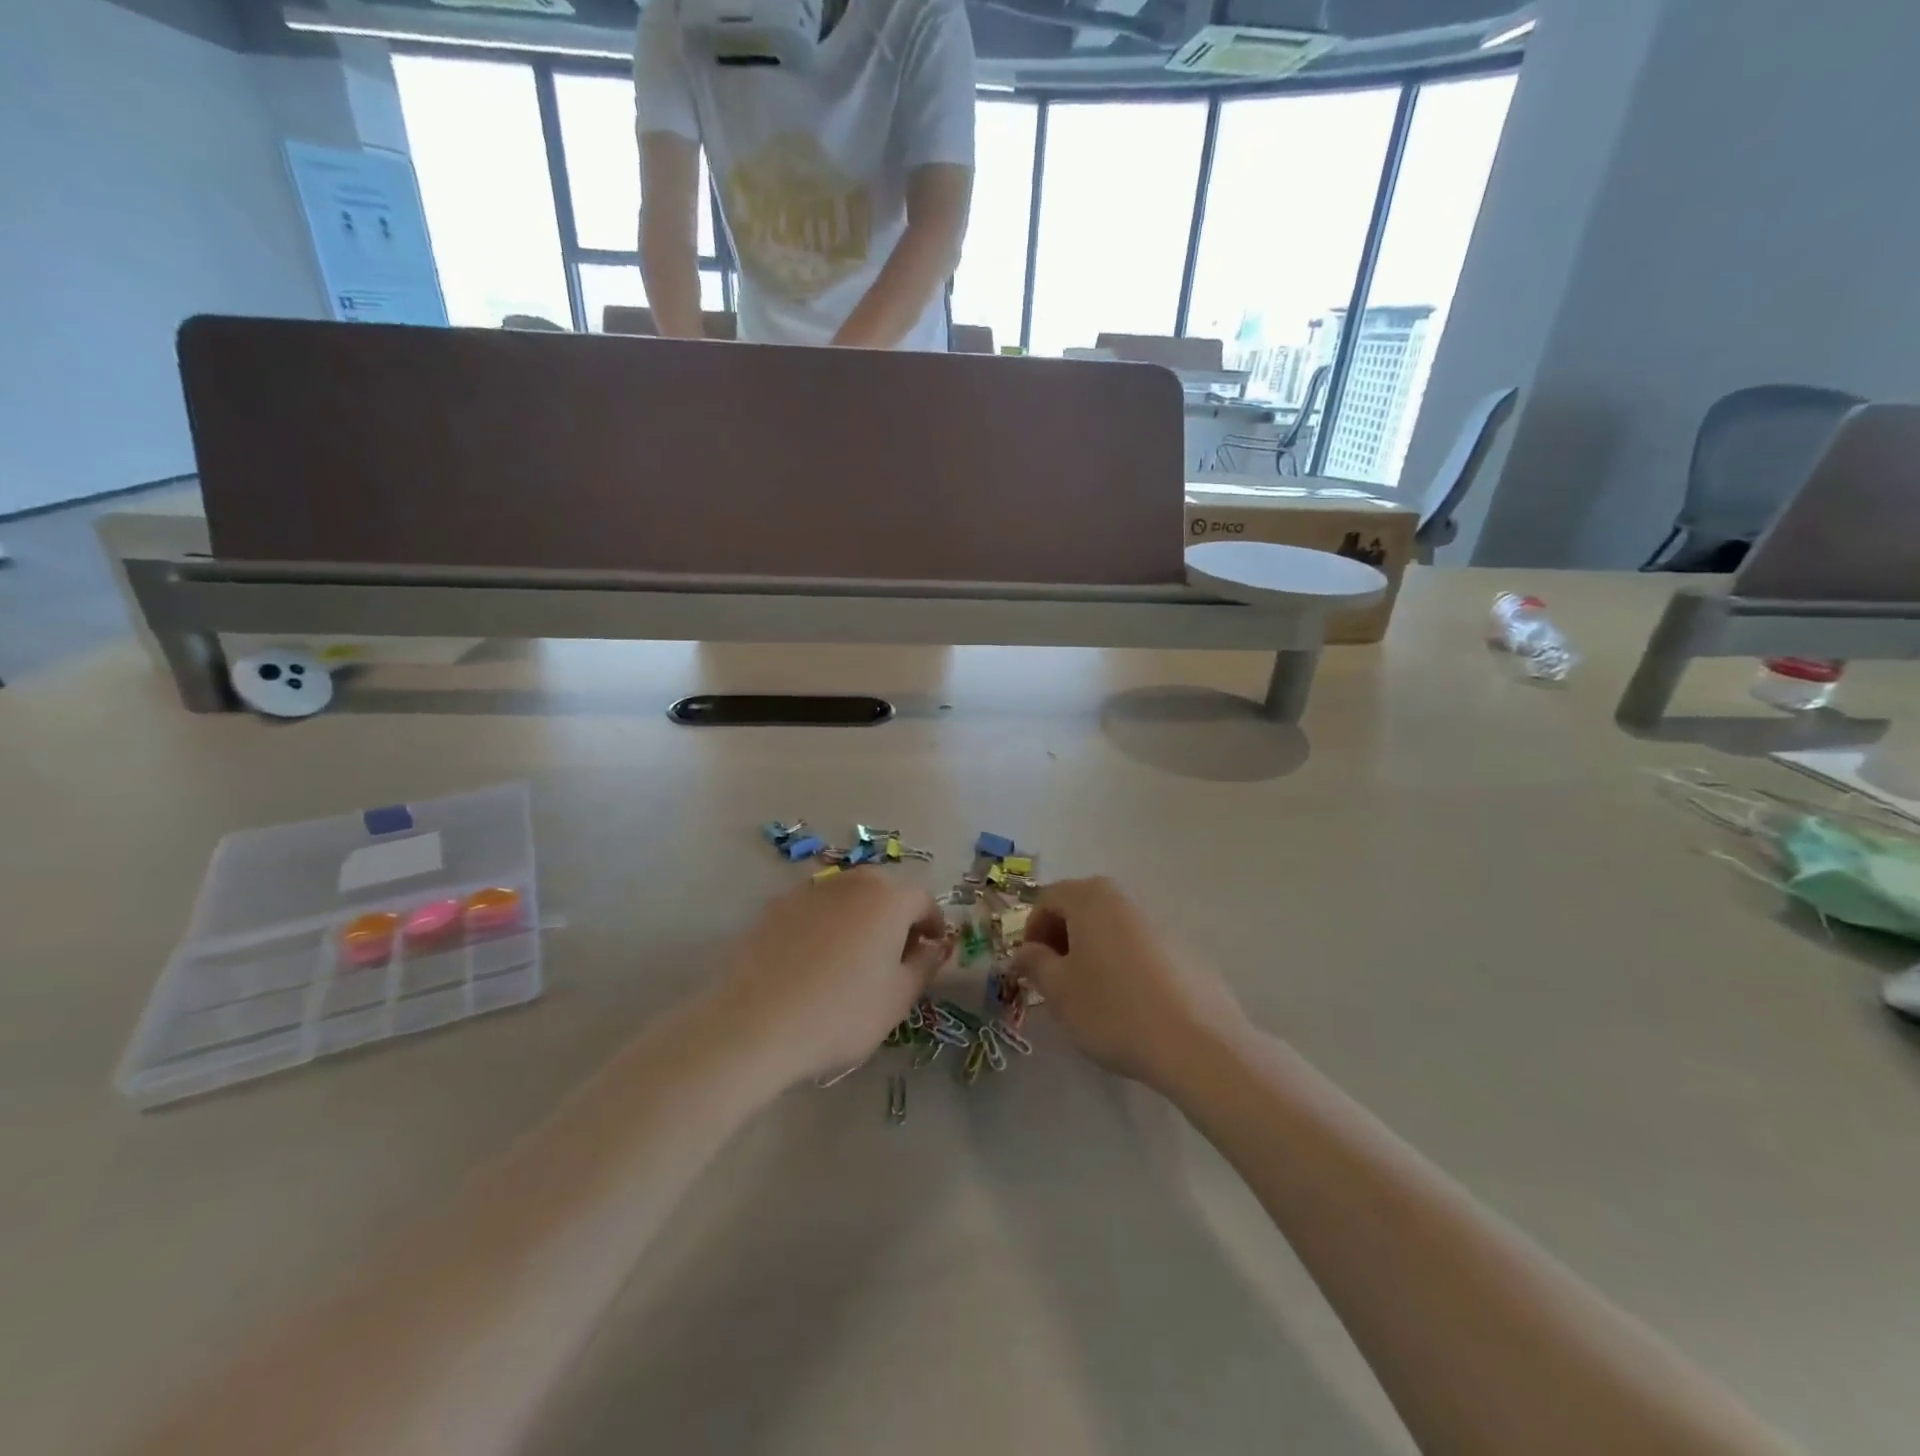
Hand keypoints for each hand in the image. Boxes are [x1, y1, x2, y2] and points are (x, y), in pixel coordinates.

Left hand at [715, 871, 947, 1084]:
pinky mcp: (775, 906)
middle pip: (884, 891)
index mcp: (889, 898)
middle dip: (895, 916)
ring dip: (858, 918)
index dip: (932, 925)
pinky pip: (813, 909)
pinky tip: (813, 960)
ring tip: (851, 957)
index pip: (923, 900)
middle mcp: (851, 881)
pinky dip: (823, 925)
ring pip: (846, 897)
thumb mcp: (899, 998)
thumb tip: (931, 947)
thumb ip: (924, 965)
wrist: (756, 1024)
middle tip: (894, 954)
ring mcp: (809, 890)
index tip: (931, 950)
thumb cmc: (842, 1013)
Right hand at [1011, 877, 1247, 1088]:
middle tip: (1055, 979)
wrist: (1197, 1044)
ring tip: (1091, 995)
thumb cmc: (1113, 1010)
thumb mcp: (1059, 991)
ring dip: (1092, 952)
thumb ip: (1035, 963)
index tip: (1030, 968)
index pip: (1047, 899)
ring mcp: (1159, 923)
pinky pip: (1139, 948)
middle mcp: (1125, 899)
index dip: (1031, 931)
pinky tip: (1130, 1005)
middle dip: (1061, 939)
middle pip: (1080, 908)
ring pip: (1111, 928)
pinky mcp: (1185, 950)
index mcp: (1091, 898)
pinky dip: (1124, 965)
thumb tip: (1025, 952)